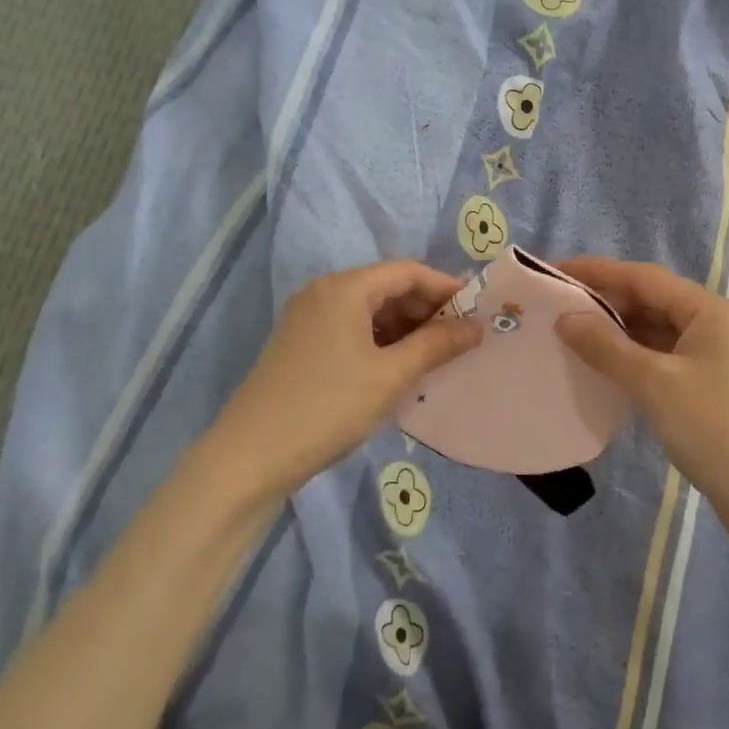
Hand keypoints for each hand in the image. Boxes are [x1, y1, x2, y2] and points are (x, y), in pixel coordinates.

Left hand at [207, 261, 481, 493]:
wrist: (250, 456)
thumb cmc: (327, 407)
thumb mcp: (389, 376)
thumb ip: (436, 346)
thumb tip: (476, 327)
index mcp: (344, 288)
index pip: (407, 272)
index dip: (446, 287)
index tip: (478, 311)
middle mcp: (323, 292)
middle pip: (386, 287)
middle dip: (426, 309)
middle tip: (461, 338)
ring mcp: (307, 318)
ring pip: (369, 310)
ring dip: (405, 328)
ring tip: (437, 356)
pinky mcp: (300, 344)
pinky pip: (351, 329)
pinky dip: (380, 341)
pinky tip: (399, 367)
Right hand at [555, 257, 728, 546]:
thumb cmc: (715, 428)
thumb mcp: (654, 383)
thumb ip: (606, 346)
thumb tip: (564, 318)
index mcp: (711, 310)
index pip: (644, 277)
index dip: (597, 271)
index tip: (553, 271)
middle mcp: (715, 324)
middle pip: (651, 300)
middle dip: (603, 301)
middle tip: (553, 305)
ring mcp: (714, 357)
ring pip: (655, 331)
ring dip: (615, 331)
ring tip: (567, 332)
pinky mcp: (708, 386)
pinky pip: (661, 358)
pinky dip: (630, 357)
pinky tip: (599, 364)